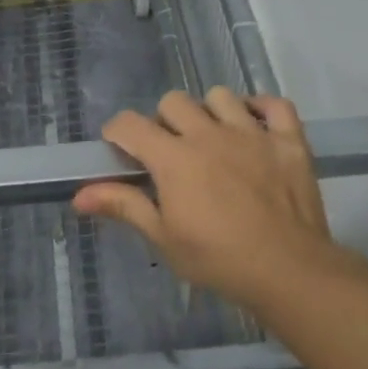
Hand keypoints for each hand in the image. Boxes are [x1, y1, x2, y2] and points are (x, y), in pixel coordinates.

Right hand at [73, 89, 335, 312]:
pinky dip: (262, 110)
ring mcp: (252, 133)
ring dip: (210, 112)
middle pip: (174, 101)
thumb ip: (123, 206)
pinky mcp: (288, 140)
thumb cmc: (218, 260)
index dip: (118, 132)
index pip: (130, 124)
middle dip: (164, 121)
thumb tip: (79, 196)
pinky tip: (255, 127)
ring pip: (220, 96)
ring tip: (213, 139)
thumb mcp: (164, 237)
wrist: (288, 271)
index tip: (120, 148)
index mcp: (174, 158)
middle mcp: (209, 134)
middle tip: (170, 151)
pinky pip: (274, 104)